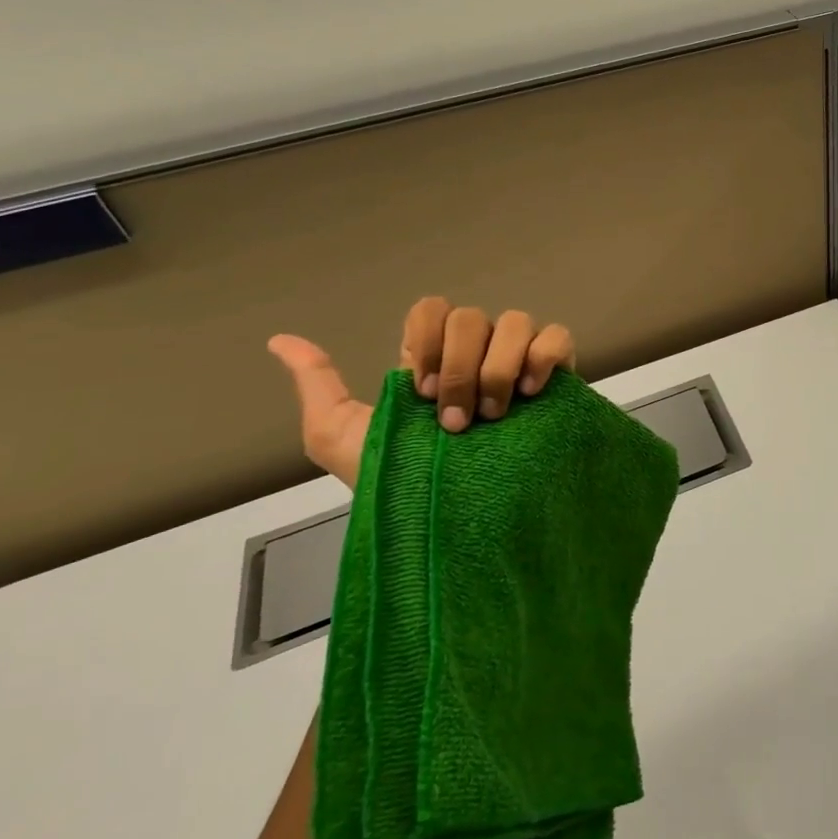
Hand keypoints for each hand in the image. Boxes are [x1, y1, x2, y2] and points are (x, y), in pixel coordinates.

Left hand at [267, 300, 575, 487]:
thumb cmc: (403, 486)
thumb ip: (318, 388)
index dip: (428, 340)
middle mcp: (478, 352)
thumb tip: (280, 340)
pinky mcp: (557, 375)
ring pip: (516, 321)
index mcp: (435, 360)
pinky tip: (530, 393)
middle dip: (462, 369)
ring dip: (499, 368)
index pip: (432, 310)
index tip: (421, 393)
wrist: (461, 528)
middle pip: (471, 317)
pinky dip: (544, 356)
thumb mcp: (343, 440)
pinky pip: (557, 338)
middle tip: (457, 422)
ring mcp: (519, 361)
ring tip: (496, 415)